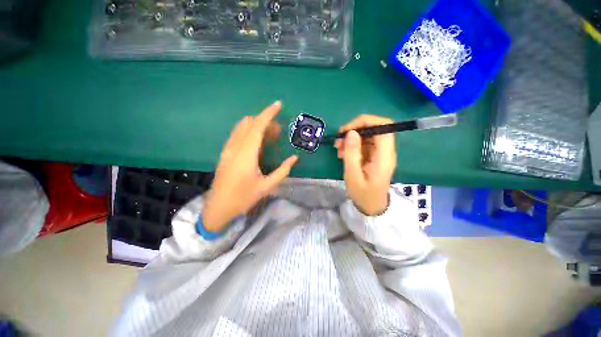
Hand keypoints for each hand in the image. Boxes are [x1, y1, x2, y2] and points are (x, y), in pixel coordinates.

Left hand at [202, 101, 297, 231]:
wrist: (218, 208)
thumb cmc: (243, 198)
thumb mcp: (267, 186)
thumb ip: (283, 170)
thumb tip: (294, 158)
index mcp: (246, 154)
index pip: (258, 126)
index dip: (268, 113)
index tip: (278, 104)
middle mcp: (235, 147)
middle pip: (250, 124)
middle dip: (266, 122)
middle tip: (279, 132)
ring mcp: (228, 149)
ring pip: (242, 127)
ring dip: (257, 126)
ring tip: (270, 136)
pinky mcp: (225, 153)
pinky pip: (237, 134)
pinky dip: (249, 131)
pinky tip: (257, 142)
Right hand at [334, 115, 396, 215]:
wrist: (372, 207)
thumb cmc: (363, 194)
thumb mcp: (353, 175)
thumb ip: (352, 153)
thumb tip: (351, 132)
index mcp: (384, 156)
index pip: (383, 126)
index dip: (366, 121)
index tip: (347, 130)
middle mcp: (386, 151)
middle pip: (375, 128)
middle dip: (354, 130)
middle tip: (338, 141)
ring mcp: (381, 153)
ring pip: (368, 135)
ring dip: (352, 138)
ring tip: (338, 149)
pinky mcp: (375, 156)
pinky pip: (364, 144)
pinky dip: (353, 145)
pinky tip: (343, 153)